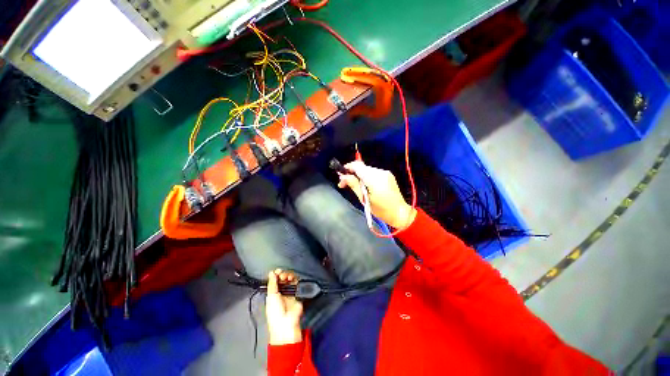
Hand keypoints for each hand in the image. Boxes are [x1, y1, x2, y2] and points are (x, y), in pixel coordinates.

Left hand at [265, 269, 302, 344]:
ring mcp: (289, 293)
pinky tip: (292, 279)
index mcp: (273, 294)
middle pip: (283, 279)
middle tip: (282, 275)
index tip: (277, 271)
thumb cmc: (275, 313)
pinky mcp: (297, 294)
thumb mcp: (271, 296)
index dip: (276, 275)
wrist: (286, 323)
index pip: (275, 281)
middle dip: (282, 274)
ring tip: (287, 277)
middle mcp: (281, 293)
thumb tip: (271, 272)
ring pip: (290, 280)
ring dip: (288, 276)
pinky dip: (295, 279)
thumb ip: (272, 283)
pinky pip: (297, 284)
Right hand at [338, 160, 416, 229]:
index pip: (357, 166)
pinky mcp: (388, 175)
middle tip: (344, 184)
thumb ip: (353, 185)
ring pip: (367, 170)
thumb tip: (343, 176)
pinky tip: (365, 186)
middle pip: (362, 167)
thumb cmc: (381, 210)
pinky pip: (373, 173)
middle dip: (352, 173)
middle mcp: (380, 172)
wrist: (400, 212)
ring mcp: (385, 172)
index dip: (347, 168)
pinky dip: (366, 177)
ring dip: (359, 176)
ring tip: (355, 186)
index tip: (341, 176)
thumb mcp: (364, 199)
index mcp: (374, 178)